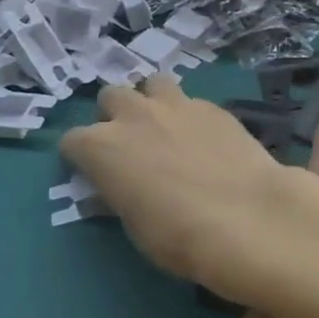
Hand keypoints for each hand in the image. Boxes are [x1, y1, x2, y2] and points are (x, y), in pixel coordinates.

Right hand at [60, 75, 294, 297]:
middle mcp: (134, 115)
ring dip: (152, 100)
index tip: (93, 171)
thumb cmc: (178, 234)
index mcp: (102, 147)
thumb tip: (116, 187)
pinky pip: (190, 99)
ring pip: (152, 83)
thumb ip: (119, 193)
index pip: (72, 140)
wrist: (246, 214)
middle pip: (110, 97)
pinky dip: (188, 113)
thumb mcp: (134, 225)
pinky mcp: (212, 105)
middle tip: (131, 143)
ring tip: (165, 125)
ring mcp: (176, 104)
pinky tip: (204, 136)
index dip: (81, 156)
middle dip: (114, 115)